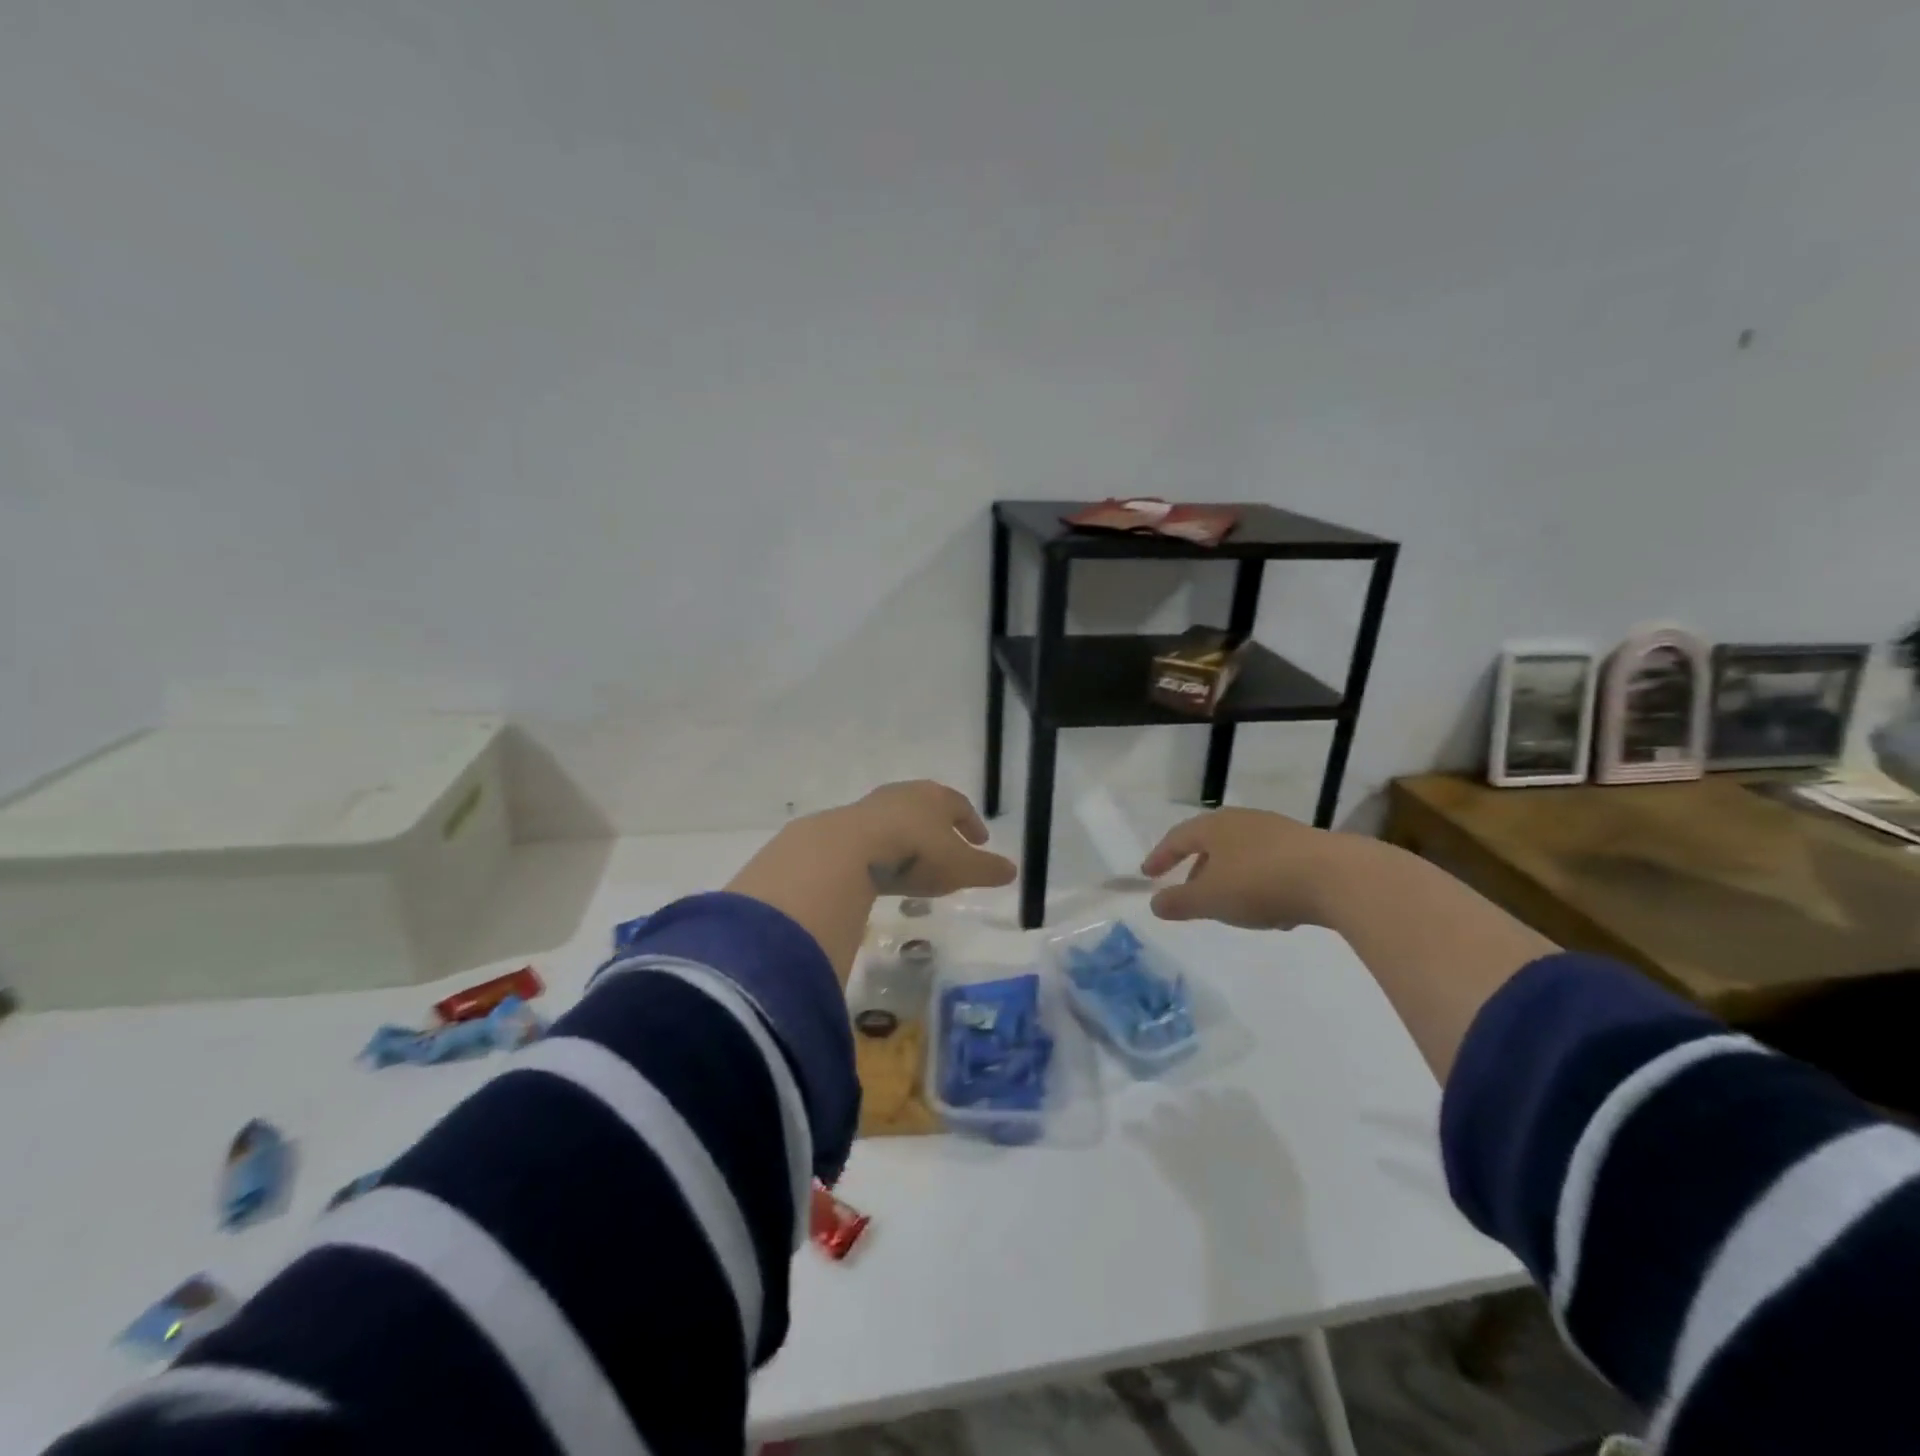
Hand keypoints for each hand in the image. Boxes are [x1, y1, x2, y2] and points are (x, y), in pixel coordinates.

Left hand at [831, 780, 1016, 897]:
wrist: (849, 850)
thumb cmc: (915, 853)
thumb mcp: (960, 868)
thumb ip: (987, 870)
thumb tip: (1013, 870)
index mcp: (936, 797)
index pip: (961, 806)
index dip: (972, 824)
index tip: (981, 842)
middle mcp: (906, 793)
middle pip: (929, 806)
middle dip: (941, 826)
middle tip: (950, 845)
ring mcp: (873, 805)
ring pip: (900, 817)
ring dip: (911, 834)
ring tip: (917, 858)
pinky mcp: (847, 823)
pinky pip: (875, 833)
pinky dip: (886, 845)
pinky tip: (886, 865)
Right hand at [1140, 808, 1369, 929]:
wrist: (1338, 877)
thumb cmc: (1260, 883)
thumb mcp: (1211, 899)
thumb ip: (1179, 902)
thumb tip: (1155, 903)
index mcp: (1214, 826)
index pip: (1177, 838)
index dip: (1160, 857)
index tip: (1148, 874)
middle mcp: (1243, 821)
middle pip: (1211, 843)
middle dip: (1197, 869)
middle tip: (1189, 892)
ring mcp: (1278, 831)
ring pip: (1242, 854)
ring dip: (1230, 878)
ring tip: (1230, 906)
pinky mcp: (1308, 848)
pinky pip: (1271, 865)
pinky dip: (1260, 883)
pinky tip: (1271, 910)